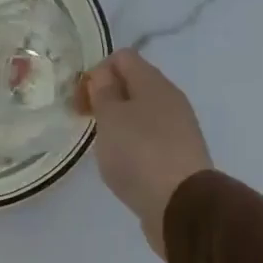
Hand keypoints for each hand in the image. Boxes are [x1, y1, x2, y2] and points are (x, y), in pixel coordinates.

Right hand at [83, 49, 213, 256]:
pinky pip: (148, 138)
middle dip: (105, 98)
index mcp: (154, 83)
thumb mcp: (111, 118)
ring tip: (102, 147)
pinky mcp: (177, 156)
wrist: (181, 204)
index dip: (97, 72)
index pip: (123, 57)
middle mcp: (170, 100)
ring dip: (118, 123)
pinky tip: (122, 165)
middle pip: (133, 85)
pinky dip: (131, 145)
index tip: (81, 100)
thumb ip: (104, 92)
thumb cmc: (139, 154)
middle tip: (86, 122)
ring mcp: (177, 129)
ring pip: (140, 113)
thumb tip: (103, 74)